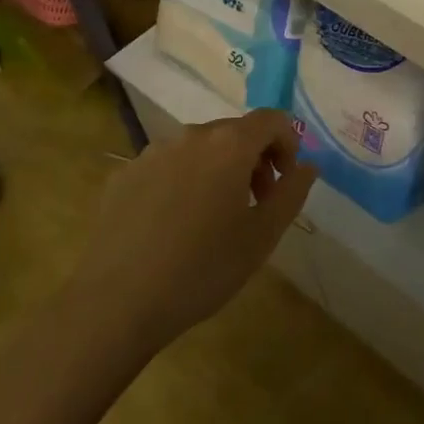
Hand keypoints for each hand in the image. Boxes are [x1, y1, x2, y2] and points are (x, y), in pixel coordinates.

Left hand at [69, 110, 315, 369]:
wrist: (115, 305)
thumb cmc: (202, 269)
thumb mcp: (263, 236)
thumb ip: (292, 192)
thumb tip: (307, 166)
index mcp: (229, 144)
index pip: (272, 119)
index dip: (288, 144)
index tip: (284, 183)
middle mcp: (190, 136)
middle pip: (235, 132)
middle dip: (254, 159)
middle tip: (255, 204)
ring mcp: (151, 153)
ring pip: (199, 149)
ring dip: (218, 170)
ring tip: (212, 218)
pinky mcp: (123, 175)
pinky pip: (166, 167)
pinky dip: (182, 182)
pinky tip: (172, 227)